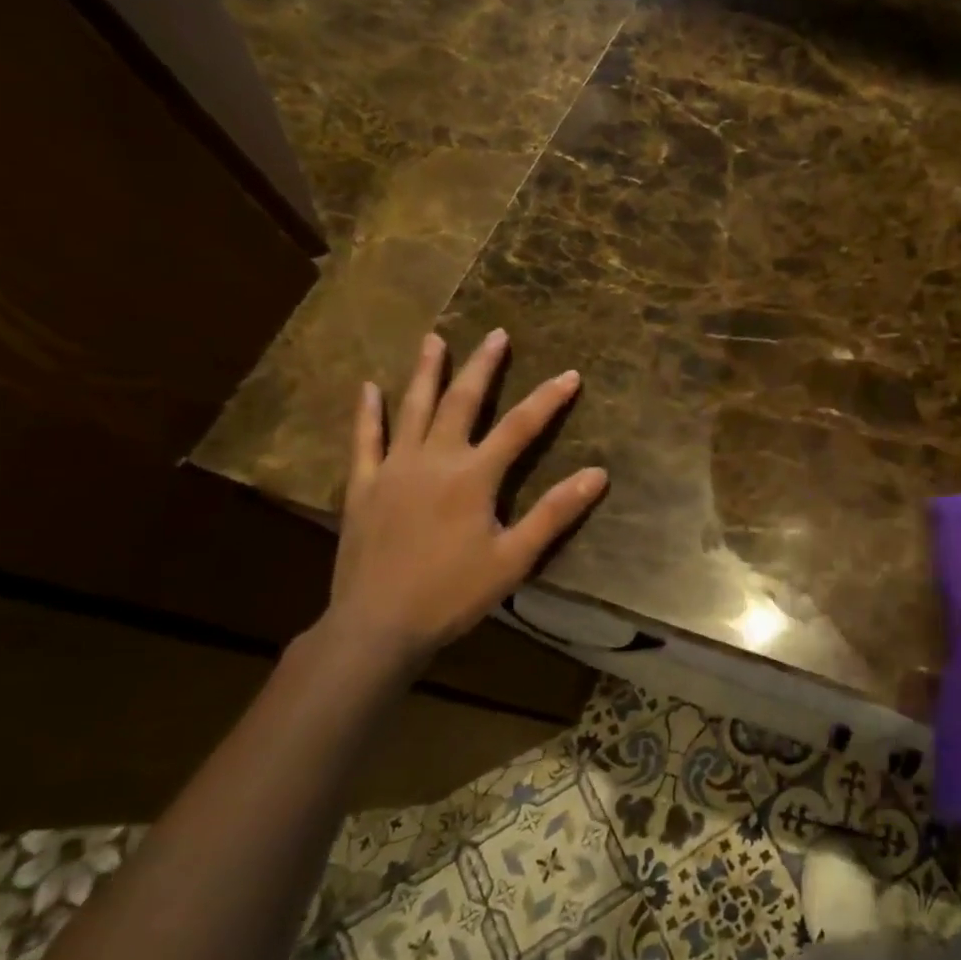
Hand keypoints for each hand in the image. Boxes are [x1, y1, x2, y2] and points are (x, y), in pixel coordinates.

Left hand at [323, 330, 607, 672]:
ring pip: (412, 409)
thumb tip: (598, 474)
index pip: (521, 427)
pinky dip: (368, 413)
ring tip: (433, 339)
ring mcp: (394, 469)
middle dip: (482, 366)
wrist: (377, 625)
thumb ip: (555, 512)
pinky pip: (365, 440)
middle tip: (495, 334)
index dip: (549, 399)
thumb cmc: (453, 593)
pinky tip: (368, 388)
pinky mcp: (363, 486)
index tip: (571, 375)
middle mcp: (434, 459)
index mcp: (474, 476)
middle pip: (463, 402)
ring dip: (425, 372)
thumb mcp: (515, 558)